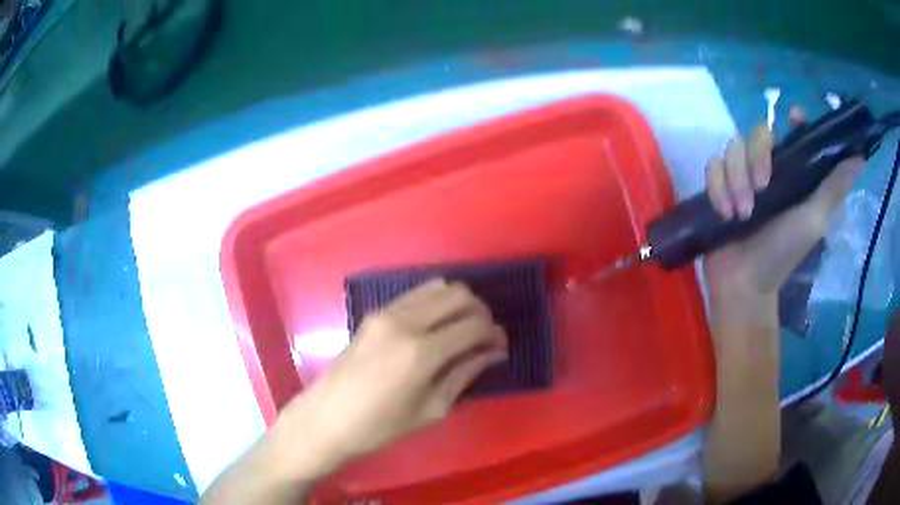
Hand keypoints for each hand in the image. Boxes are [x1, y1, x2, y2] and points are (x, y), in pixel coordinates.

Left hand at [279, 279, 507, 477]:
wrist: (328, 416)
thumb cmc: (381, 425)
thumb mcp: (431, 408)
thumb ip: (464, 374)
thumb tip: (492, 353)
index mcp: (423, 352)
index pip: (474, 326)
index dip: (494, 334)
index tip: (500, 347)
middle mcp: (406, 322)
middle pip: (459, 296)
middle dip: (481, 312)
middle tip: (484, 337)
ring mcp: (387, 313)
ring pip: (438, 287)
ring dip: (459, 303)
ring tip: (463, 329)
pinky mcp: (375, 312)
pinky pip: (415, 294)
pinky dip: (435, 302)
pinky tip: (437, 325)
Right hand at [704, 123, 863, 323]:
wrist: (744, 284)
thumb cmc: (783, 254)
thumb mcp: (815, 220)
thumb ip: (834, 187)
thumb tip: (860, 158)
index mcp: (794, 173)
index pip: (794, 132)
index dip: (794, 119)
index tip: (792, 118)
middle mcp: (769, 169)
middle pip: (757, 132)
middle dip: (756, 158)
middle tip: (761, 191)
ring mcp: (742, 177)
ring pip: (732, 148)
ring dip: (735, 180)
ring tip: (741, 213)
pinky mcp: (719, 187)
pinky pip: (712, 166)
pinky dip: (717, 187)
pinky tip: (724, 211)